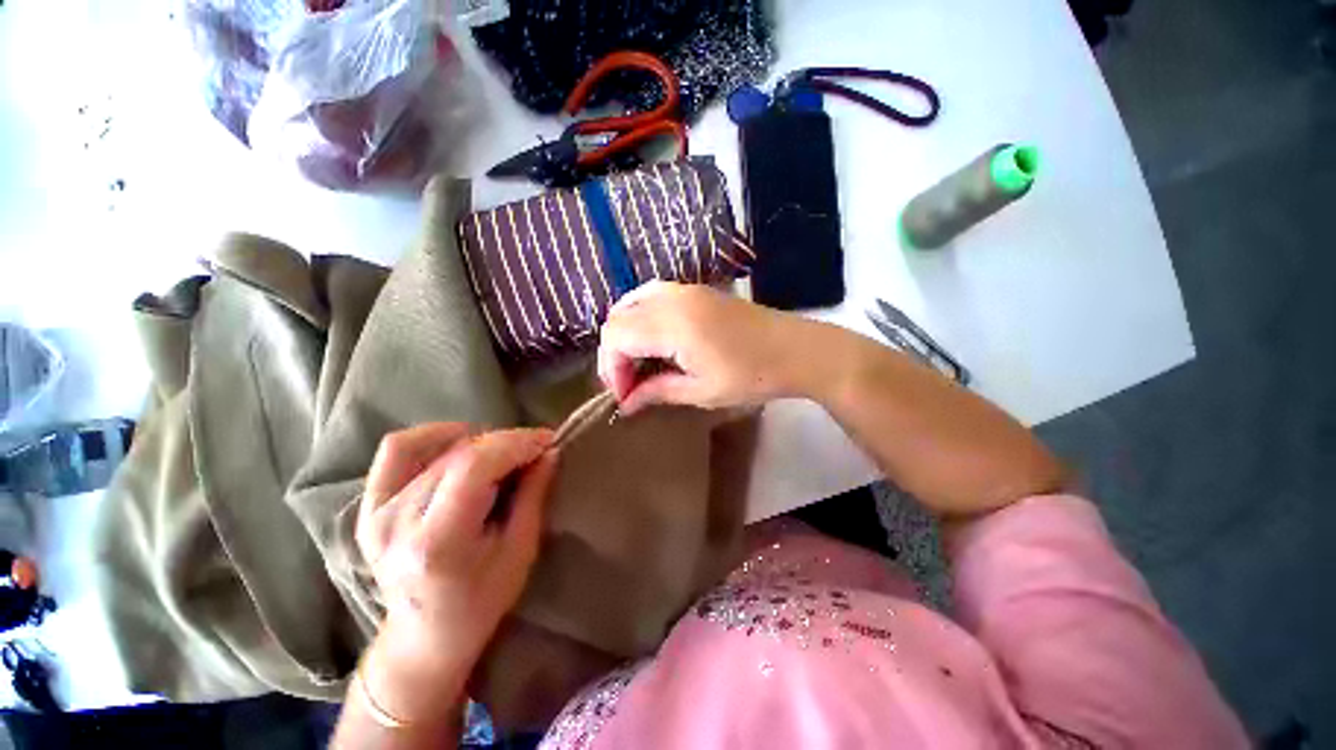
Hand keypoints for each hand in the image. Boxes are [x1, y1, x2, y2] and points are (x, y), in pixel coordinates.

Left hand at [354, 423, 557, 718]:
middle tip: (535, 448)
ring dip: (478, 440)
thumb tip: (549, 451)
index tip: (548, 440)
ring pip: (433, 446)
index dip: (516, 443)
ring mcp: (375, 511)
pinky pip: (399, 449)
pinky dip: (434, 437)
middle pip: (458, 453)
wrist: (425, 635)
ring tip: (502, 452)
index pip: (475, 466)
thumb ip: (534, 494)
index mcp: (436, 543)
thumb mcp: (521, 550)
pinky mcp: (368, 505)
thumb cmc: (482, 600)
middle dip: (506, 441)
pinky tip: (461, 444)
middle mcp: (396, 522)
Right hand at [596, 281, 812, 413]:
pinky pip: (650, 295)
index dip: (611, 369)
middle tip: (628, 383)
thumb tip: (626, 404)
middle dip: (614, 353)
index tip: (625, 396)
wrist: (794, 350)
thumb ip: (657, 392)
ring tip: (635, 362)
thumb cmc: (751, 376)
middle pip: (617, 318)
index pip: (617, 337)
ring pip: (630, 302)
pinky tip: (651, 340)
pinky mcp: (694, 290)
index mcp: (673, 324)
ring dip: (625, 333)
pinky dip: (640, 317)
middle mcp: (672, 298)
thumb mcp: (701, 391)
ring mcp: (683, 289)